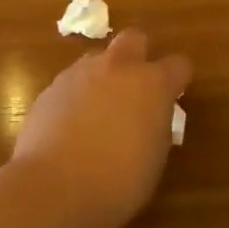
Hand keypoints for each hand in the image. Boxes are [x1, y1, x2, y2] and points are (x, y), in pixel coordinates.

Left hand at [9, 30, 191, 227]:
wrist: (55, 188)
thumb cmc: (119, 180)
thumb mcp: (155, 157)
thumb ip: (157, 126)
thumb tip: (150, 118)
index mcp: (152, 84)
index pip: (178, 64)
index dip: (178, 79)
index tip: (175, 95)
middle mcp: (117, 68)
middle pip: (134, 39)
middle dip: (139, 56)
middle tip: (136, 88)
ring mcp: (79, 74)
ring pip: (98, 60)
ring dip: (104, 77)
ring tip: (100, 111)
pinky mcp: (49, 89)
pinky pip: (71, 83)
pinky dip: (76, 97)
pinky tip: (72, 127)